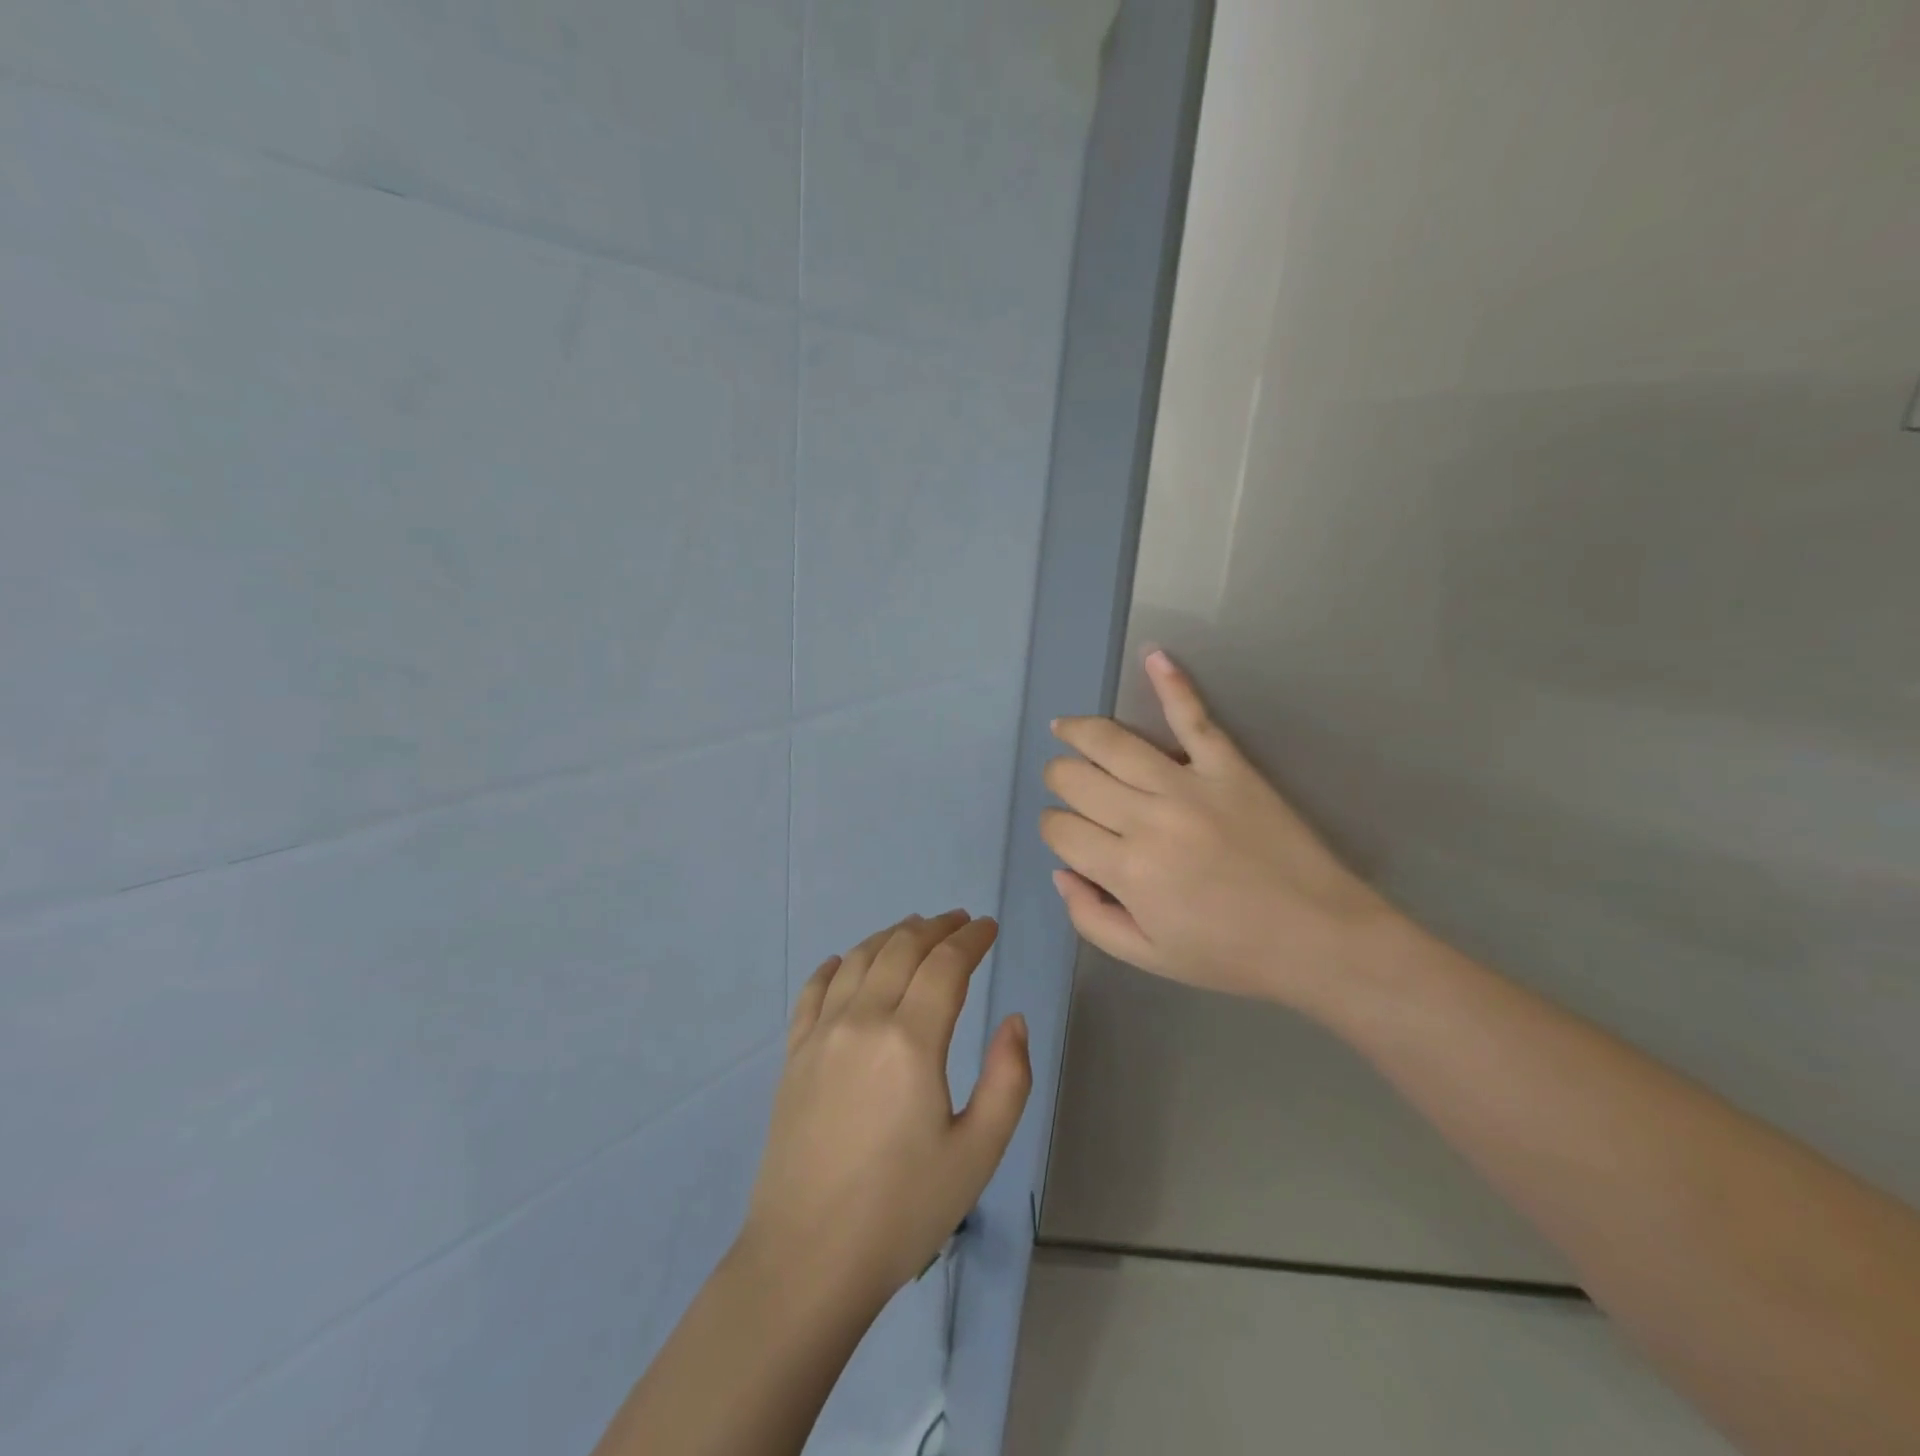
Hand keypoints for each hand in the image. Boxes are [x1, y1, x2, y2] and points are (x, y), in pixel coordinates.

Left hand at [741, 912, 1031, 1311]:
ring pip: (860, 958)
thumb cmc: (903, 1209)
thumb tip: (1013, 1020)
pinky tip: (847, 961)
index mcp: (911, 1040)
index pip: (946, 964)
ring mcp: (821, 1033)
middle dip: (936, 928)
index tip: (989, 927)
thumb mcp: (977, 1153)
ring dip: (892, 935)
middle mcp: (863, 1020)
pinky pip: (814, 989)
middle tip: (959, 922)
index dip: (971, 938)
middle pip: (902, 948)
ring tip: (914, 929)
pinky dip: (836, 964)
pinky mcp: (793, 1053)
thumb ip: (1008, 1079)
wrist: (807, 1258)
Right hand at [1041, 650, 1396, 1012]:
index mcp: (1126, 869)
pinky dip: (1171, 684)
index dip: (1053, 829)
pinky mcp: (1228, 766)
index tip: (1068, 836)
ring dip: (1078, 731)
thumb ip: (1090, 917)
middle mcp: (1147, 818)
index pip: (1060, 828)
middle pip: (1075, 778)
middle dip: (1059, 780)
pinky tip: (1154, 656)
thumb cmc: (1231, 954)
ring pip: (1113, 742)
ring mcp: (1189, 785)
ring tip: (1065, 728)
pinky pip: (1192, 717)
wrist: (1320, 938)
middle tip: (1068, 787)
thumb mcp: (1148, 957)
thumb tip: (1061, 870)